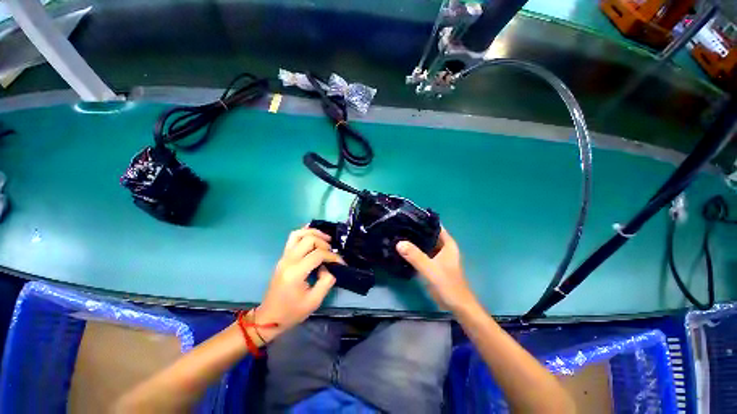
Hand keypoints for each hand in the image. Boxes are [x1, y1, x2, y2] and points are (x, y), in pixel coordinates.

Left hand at [255, 228, 342, 341]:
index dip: (332, 256)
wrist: (269, 318)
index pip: (318, 254)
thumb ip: (326, 281)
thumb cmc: (291, 312)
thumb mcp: (314, 301)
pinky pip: (293, 238)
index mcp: (296, 272)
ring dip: (313, 233)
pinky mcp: (283, 258)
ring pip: (298, 234)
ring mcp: (283, 257)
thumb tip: (328, 267)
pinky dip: (305, 233)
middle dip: (324, 242)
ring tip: (325, 239)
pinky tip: (314, 237)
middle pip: (308, 239)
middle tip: (331, 251)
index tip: (340, 262)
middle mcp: (288, 260)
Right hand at [396, 227, 477, 312]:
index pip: (435, 226)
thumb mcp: (430, 269)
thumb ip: (415, 256)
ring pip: (425, 244)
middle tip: (399, 225)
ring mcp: (437, 256)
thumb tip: (399, 243)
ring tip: (398, 234)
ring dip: (414, 241)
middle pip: (428, 234)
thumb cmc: (448, 284)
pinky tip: (403, 249)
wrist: (456, 305)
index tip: (408, 216)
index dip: (423, 220)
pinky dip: (414, 251)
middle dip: (416, 230)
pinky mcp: (432, 264)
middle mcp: (443, 247)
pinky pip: (422, 253)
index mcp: (447, 244)